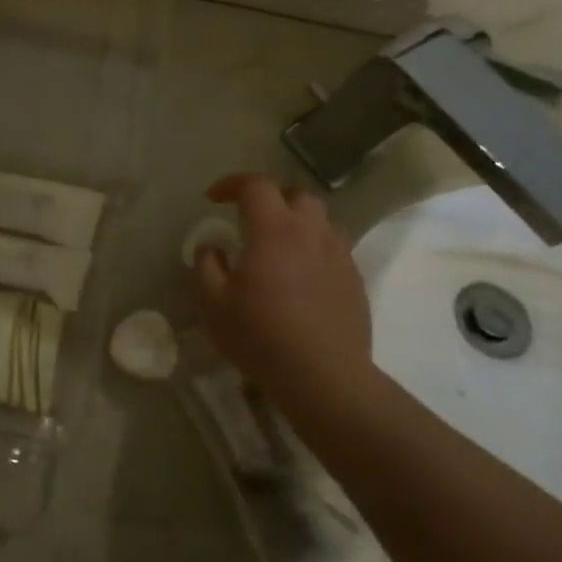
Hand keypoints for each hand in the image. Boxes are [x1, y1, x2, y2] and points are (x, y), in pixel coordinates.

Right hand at [192, 175, 372, 413]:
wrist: (323, 377)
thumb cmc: (260, 335)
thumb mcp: (213, 303)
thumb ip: (207, 266)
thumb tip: (211, 247)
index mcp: (273, 230)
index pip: (255, 186)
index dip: (232, 184)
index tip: (214, 198)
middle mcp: (311, 233)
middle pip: (296, 195)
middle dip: (272, 198)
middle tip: (251, 218)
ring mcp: (338, 256)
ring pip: (321, 221)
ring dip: (297, 223)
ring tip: (279, 247)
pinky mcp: (355, 280)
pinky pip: (334, 250)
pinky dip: (314, 250)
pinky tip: (301, 277)